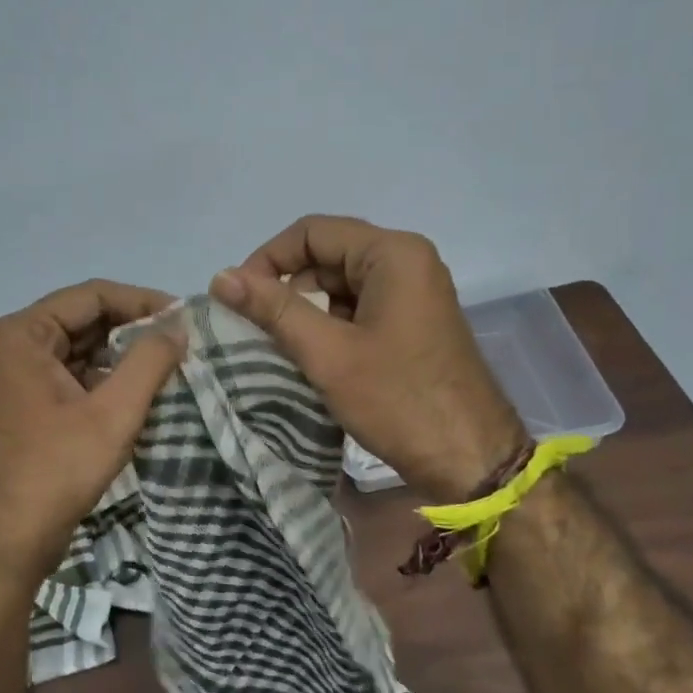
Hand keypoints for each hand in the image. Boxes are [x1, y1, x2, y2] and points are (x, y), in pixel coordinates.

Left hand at [0, 280, 186, 588]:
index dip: (142, 301)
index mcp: (22, 334)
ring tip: (168, 367)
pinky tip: (138, 393)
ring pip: (80, 349)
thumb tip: (178, 325)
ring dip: (121, 356)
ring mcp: (15, 376)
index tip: (184, 318)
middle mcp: (12, 345)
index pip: (92, 295)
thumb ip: (149, 361)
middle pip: (84, 319)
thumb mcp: (113, 413)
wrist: (3, 544)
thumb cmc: (56, 471)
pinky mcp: (24, 404)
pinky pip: (71, 375)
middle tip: (181, 343)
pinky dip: (105, 379)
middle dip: (133, 329)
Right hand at [210, 216, 525, 500]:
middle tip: (256, 329)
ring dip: (308, 311)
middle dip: (287, 288)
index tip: (238, 298)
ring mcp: (415, 293)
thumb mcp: (328, 354)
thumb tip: (220, 276)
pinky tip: (314, 359)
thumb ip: (273, 309)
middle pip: (328, 256)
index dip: (268, 259)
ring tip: (281, 348)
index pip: (312, 232)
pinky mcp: (415, 322)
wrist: (472, 459)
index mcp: (393, 253)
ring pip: (342, 285)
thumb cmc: (399, 401)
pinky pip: (361, 308)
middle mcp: (407, 261)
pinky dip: (332, 327)